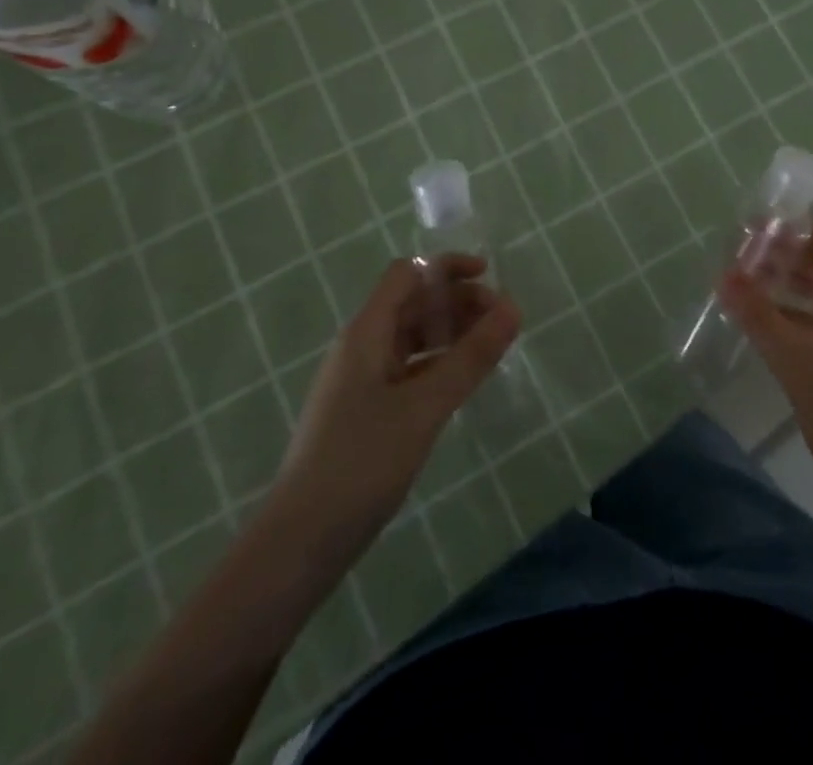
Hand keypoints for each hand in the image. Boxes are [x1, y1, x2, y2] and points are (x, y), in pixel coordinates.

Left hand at [270, 255, 519, 549]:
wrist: (298, 545)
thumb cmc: (360, 463)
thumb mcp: (425, 407)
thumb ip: (471, 357)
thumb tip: (514, 308)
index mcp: (366, 333)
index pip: (407, 274)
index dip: (447, 267)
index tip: (490, 278)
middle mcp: (361, 347)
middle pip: (413, 304)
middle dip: (458, 302)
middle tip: (502, 321)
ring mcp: (361, 381)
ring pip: (412, 338)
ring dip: (451, 333)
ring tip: (491, 348)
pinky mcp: (366, 412)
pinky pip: (409, 369)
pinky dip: (439, 364)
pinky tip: (464, 383)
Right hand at [718, 222, 812, 504]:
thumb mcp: (800, 369)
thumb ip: (762, 319)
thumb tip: (724, 276)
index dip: (792, 229)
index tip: (750, 235)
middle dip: (783, 256)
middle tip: (738, 263)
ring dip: (786, 285)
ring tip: (743, 290)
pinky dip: (793, 315)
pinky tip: (764, 328)